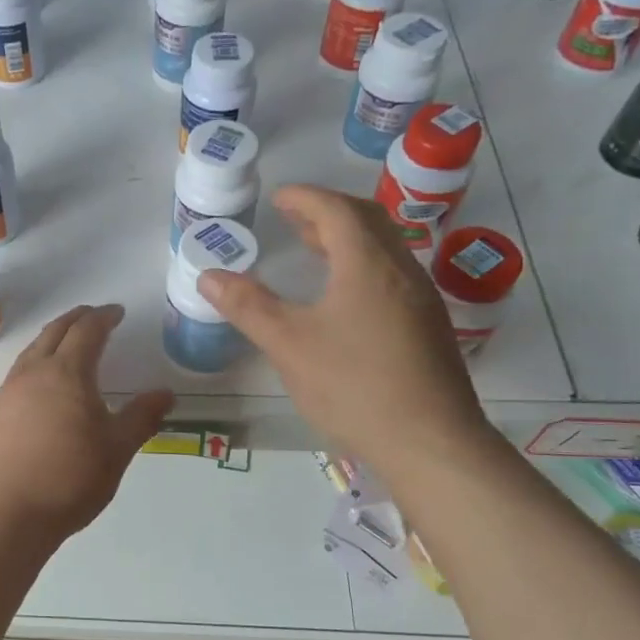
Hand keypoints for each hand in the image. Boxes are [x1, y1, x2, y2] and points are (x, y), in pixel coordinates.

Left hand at [0, 305, 173, 545]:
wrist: (6, 515)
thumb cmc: (69, 480)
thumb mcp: (117, 450)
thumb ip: (141, 417)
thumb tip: (165, 393)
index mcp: (67, 373)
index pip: (87, 331)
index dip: (104, 317)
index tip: (117, 312)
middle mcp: (32, 373)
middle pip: (54, 332)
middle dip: (76, 319)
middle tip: (93, 316)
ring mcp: (7, 393)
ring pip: (31, 352)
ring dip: (52, 340)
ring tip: (67, 345)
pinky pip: (17, 376)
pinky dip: (35, 366)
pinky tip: (41, 388)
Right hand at [197, 185, 491, 476]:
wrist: (431, 442)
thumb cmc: (354, 386)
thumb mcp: (288, 345)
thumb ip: (248, 306)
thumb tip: (208, 275)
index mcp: (368, 264)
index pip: (336, 210)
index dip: (305, 198)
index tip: (278, 198)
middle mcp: (401, 270)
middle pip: (367, 221)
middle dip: (328, 212)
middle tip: (293, 218)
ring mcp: (421, 298)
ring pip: (384, 248)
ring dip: (347, 239)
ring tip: (313, 249)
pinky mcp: (428, 326)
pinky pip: (392, 274)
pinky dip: (361, 265)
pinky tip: (343, 296)